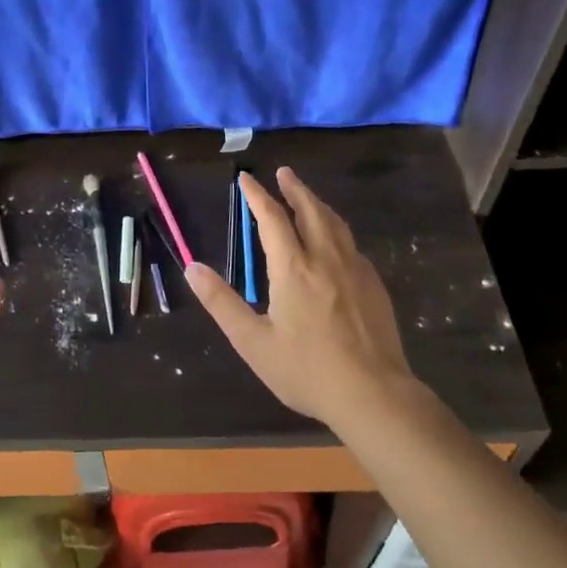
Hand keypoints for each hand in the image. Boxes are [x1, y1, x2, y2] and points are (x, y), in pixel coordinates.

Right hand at [185, 168, 421, 433]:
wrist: (374, 394)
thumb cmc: (307, 370)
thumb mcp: (253, 342)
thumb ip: (222, 303)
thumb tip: (192, 268)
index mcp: (294, 268)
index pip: (272, 218)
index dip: (258, 195)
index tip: (247, 178)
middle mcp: (325, 258)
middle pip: (310, 210)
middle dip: (294, 189)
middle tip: (284, 173)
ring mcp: (355, 270)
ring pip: (335, 224)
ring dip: (318, 204)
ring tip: (307, 197)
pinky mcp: (374, 285)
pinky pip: (351, 244)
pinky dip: (336, 229)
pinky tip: (335, 241)